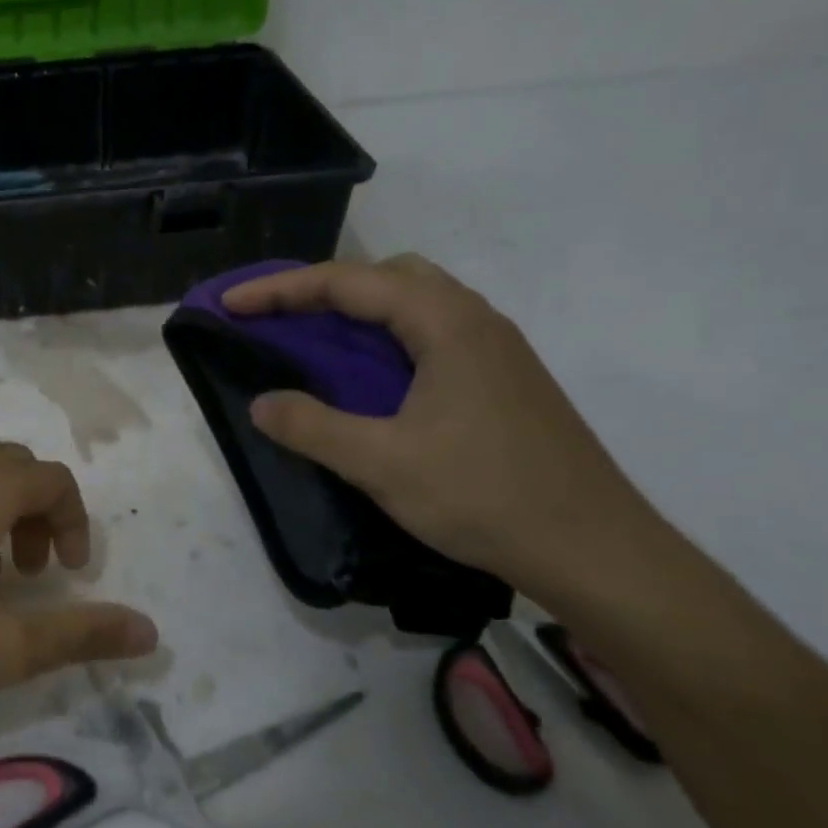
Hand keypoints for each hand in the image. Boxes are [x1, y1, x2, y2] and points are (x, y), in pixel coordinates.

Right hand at [224, 255, 660, 595]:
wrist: (595, 550)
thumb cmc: (485, 496)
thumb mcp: (381, 463)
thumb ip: (311, 427)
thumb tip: (260, 403)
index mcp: (446, 323)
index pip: (349, 282)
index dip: (281, 289)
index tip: (232, 305)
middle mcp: (475, 320)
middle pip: (388, 276)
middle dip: (325, 287)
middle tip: (280, 318)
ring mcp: (496, 350)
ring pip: (415, 303)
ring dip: (360, 311)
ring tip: (317, 342)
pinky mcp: (503, 380)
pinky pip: (432, 333)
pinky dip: (387, 338)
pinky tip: (373, 380)